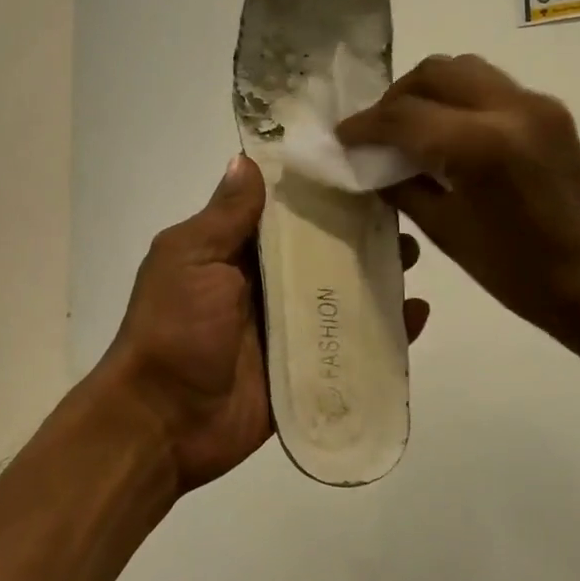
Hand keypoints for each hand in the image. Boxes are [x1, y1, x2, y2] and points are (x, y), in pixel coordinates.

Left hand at [101, 155, 429, 493]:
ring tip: (413, 259)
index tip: (361, 168)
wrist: (163, 421)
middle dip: (358, 234)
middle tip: (404, 216)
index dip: (319, 191)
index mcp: (232, 254)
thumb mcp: (190, 259)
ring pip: (339, 295)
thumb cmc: (173, 328)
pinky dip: (383, 332)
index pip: (284, 212)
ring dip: (375, 276)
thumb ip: (224, 217)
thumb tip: (246, 159)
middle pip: (319, 252)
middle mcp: (262, 285)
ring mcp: (285, 329)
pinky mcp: (305, 369)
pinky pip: (349, 345)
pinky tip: (416, 315)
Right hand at [337, 56, 579, 359]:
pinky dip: (456, 99)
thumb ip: (403, 188)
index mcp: (480, 145)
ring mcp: (537, 105)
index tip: (340, 139)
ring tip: (408, 132)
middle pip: (433, 73)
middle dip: (394, 98)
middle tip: (375, 135)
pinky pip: (488, 86)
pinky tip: (446, 136)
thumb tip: (371, 164)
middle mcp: (510, 108)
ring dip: (426, 92)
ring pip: (463, 70)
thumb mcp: (449, 235)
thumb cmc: (526, 277)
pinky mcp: (551, 112)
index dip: (363, 126)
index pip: (402, 115)